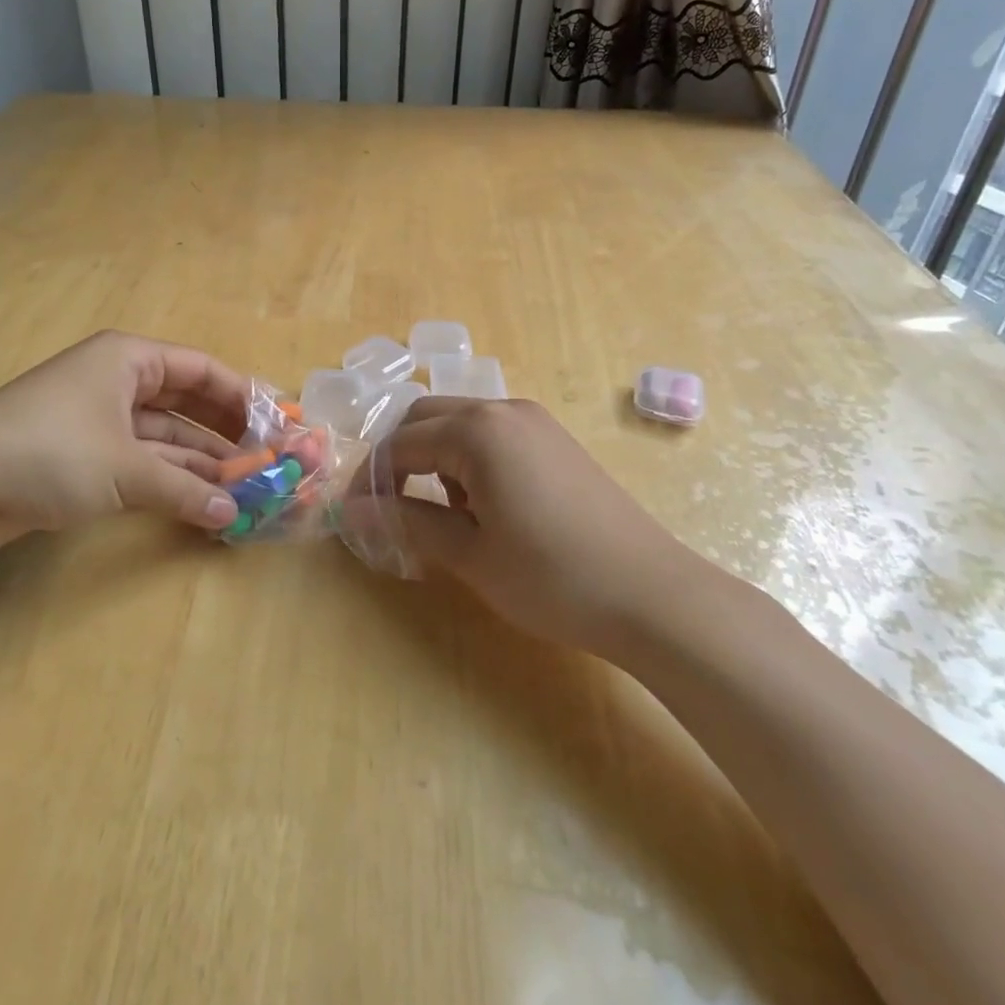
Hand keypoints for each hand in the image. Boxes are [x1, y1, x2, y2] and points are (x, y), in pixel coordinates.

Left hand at [0, 330, 248, 556]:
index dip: (241, 396)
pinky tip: (201, 500)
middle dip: (224, 433)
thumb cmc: (50, 451)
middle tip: (264, 461)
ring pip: (165, 435)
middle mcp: (117, 380)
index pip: (201, 370)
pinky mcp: (83, 455)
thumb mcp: (125, 469)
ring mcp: (99, 419)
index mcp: (128, 359)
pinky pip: (141, 459)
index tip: (275, 425)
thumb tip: (233, 515)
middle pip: (186, 402)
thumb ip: (184, 490)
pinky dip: (169, 478)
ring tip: (242, 489)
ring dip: (199, 461)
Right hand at [376, 398, 689, 657]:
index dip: (371, 479)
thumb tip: (353, 512)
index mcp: (477, 431)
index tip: (355, 516)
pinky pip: (492, 432)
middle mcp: (503, 409)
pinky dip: (469, 457)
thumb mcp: (470, 554)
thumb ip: (407, 523)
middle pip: (426, 417)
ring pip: (460, 422)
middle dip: (399, 457)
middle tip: (390, 507)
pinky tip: (485, 504)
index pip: (400, 444)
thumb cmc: (552, 577)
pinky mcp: (555, 438)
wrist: (652, 595)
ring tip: (443, 512)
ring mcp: (534, 420)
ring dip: (435, 455)